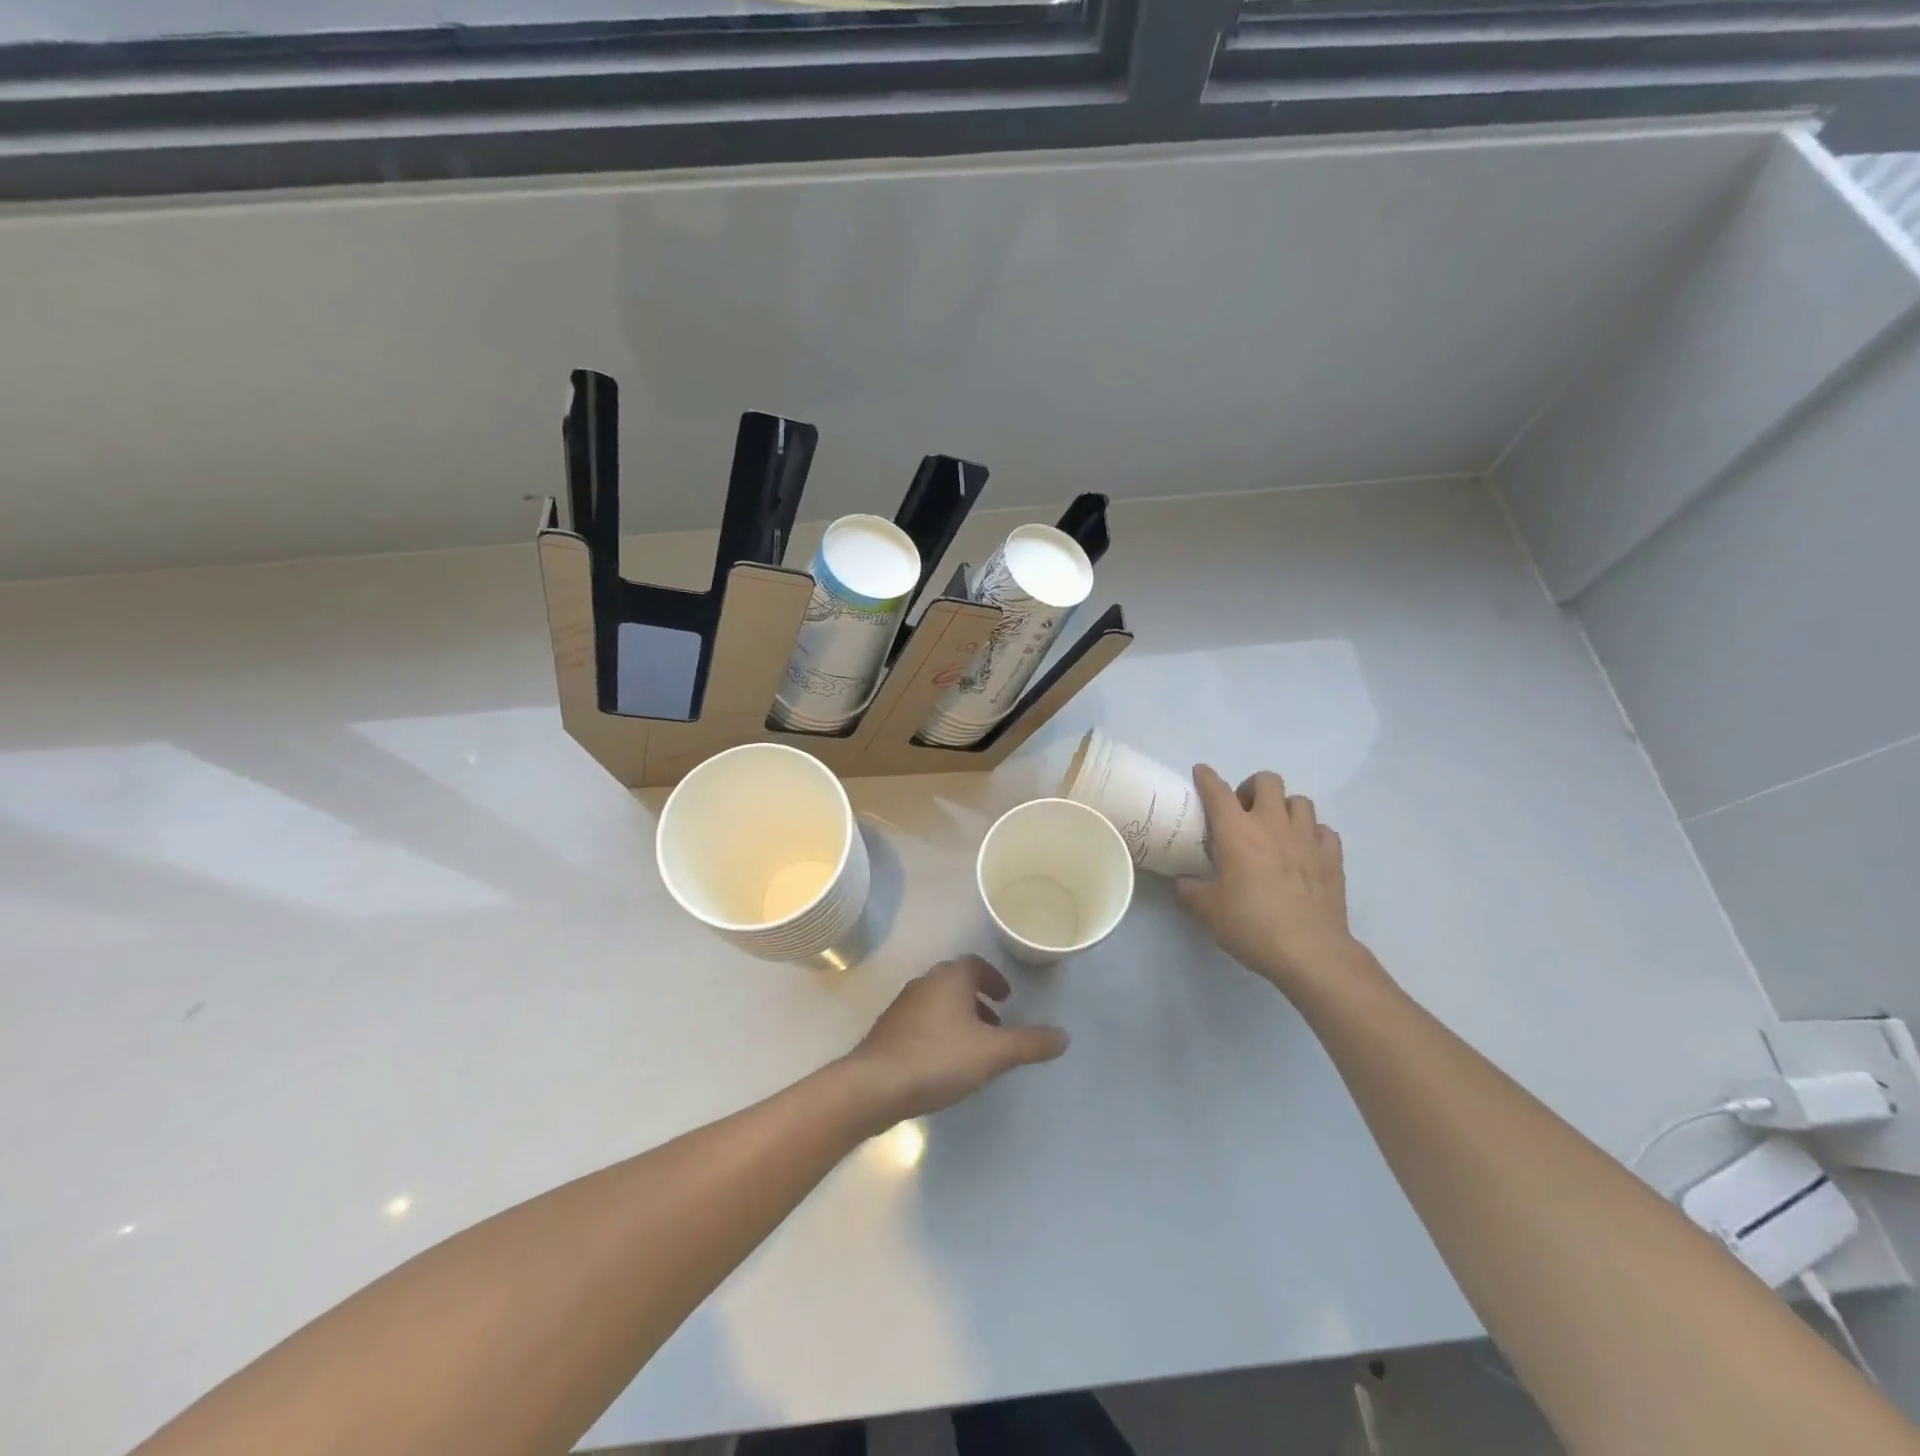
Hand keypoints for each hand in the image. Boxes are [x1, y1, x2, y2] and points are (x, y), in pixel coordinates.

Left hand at [840, 956, 1068, 1123]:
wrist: (874, 1085)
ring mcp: (903, 1006)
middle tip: (997, 1024)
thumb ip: (1029, 1043)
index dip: (994, 979)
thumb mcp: (993, 1053)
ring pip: (939, 1003)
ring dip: (960, 1017)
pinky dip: (941, 1031)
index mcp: (950, 978)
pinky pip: (923, 1022)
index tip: (1007, 999)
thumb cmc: (938, 1059)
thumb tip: (1064, 1036)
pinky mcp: (889, 1030)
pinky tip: (945, 1063)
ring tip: (976, 1048)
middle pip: (957, 983)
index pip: (976, 965)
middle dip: (979, 1000)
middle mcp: (925, 982)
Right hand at [1175, 765, 1364, 995]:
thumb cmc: (1252, 926)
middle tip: (1242, 812)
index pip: (1218, 791)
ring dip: (1284, 808)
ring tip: (1275, 829)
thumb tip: (1182, 881)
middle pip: (1267, 781)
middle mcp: (1273, 825)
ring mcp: (1307, 838)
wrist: (1311, 952)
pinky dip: (1311, 833)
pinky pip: (1323, 829)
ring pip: (1299, 800)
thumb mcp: (1207, 911)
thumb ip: (1189, 890)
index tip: (1201, 773)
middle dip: (1251, 788)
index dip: (1206, 777)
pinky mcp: (1332, 856)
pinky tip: (1303, 850)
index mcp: (1237, 833)